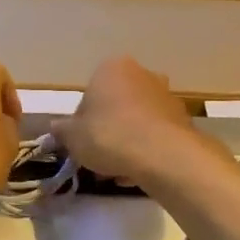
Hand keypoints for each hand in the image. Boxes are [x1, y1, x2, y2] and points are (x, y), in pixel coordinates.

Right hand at [51, 58, 208, 189]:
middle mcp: (142, 74)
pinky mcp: (182, 118)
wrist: (161, 154)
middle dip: (108, 130)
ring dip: (127, 142)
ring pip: (137, 121)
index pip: (89, 95)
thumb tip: (56, 128)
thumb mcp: (72, 137)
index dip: (82, 122)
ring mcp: (165, 95)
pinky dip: (146, 150)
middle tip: (99, 157)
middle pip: (116, 105)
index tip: (82, 143)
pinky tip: (137, 172)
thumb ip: (62, 130)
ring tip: (118, 171)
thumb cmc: (109, 135)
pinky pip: (155, 135)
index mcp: (111, 68)